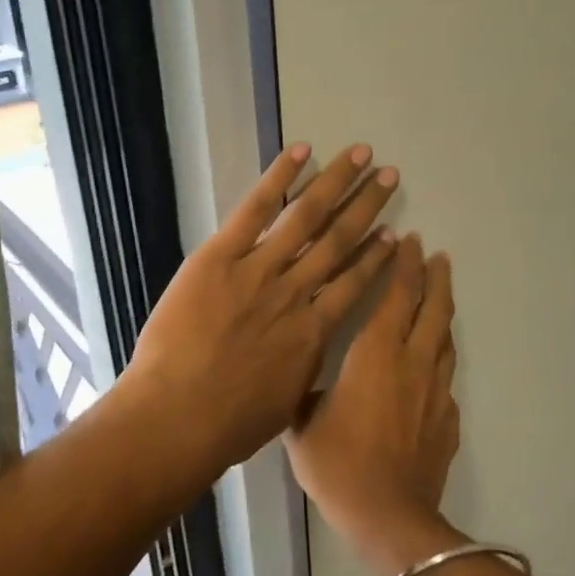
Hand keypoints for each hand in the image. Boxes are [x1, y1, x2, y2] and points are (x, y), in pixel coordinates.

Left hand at [120, 143, 400, 477]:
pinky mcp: (220, 256)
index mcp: (314, 331)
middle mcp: (296, 292)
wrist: (179, 416)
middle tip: (390, 176)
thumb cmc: (231, 424)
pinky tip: (301, 151)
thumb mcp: (285, 403)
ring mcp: (259, 270)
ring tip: (361, 155)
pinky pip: (255, 209)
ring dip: (337, 183)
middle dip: (367, 205)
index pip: (355, 284)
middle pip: (339, 240)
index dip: (376, 256)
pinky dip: (279, 178)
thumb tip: (308, 351)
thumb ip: (302, 368)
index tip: (395, 234)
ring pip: (307, 217)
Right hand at [285, 237, 458, 551]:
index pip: (396, 295)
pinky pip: (445, 377)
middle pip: (433, 308)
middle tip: (436, 256)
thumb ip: (305, 393)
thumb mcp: (302, 424)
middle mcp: (413, 362)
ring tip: (441, 294)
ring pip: (445, 339)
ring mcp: (436, 391)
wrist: (389, 516)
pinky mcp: (448, 419)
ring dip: (443, 311)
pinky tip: (432, 365)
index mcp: (376, 353)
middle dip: (435, 277)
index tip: (410, 241)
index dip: (403, 265)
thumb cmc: (338, 464)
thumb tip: (304, 384)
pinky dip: (440, 359)